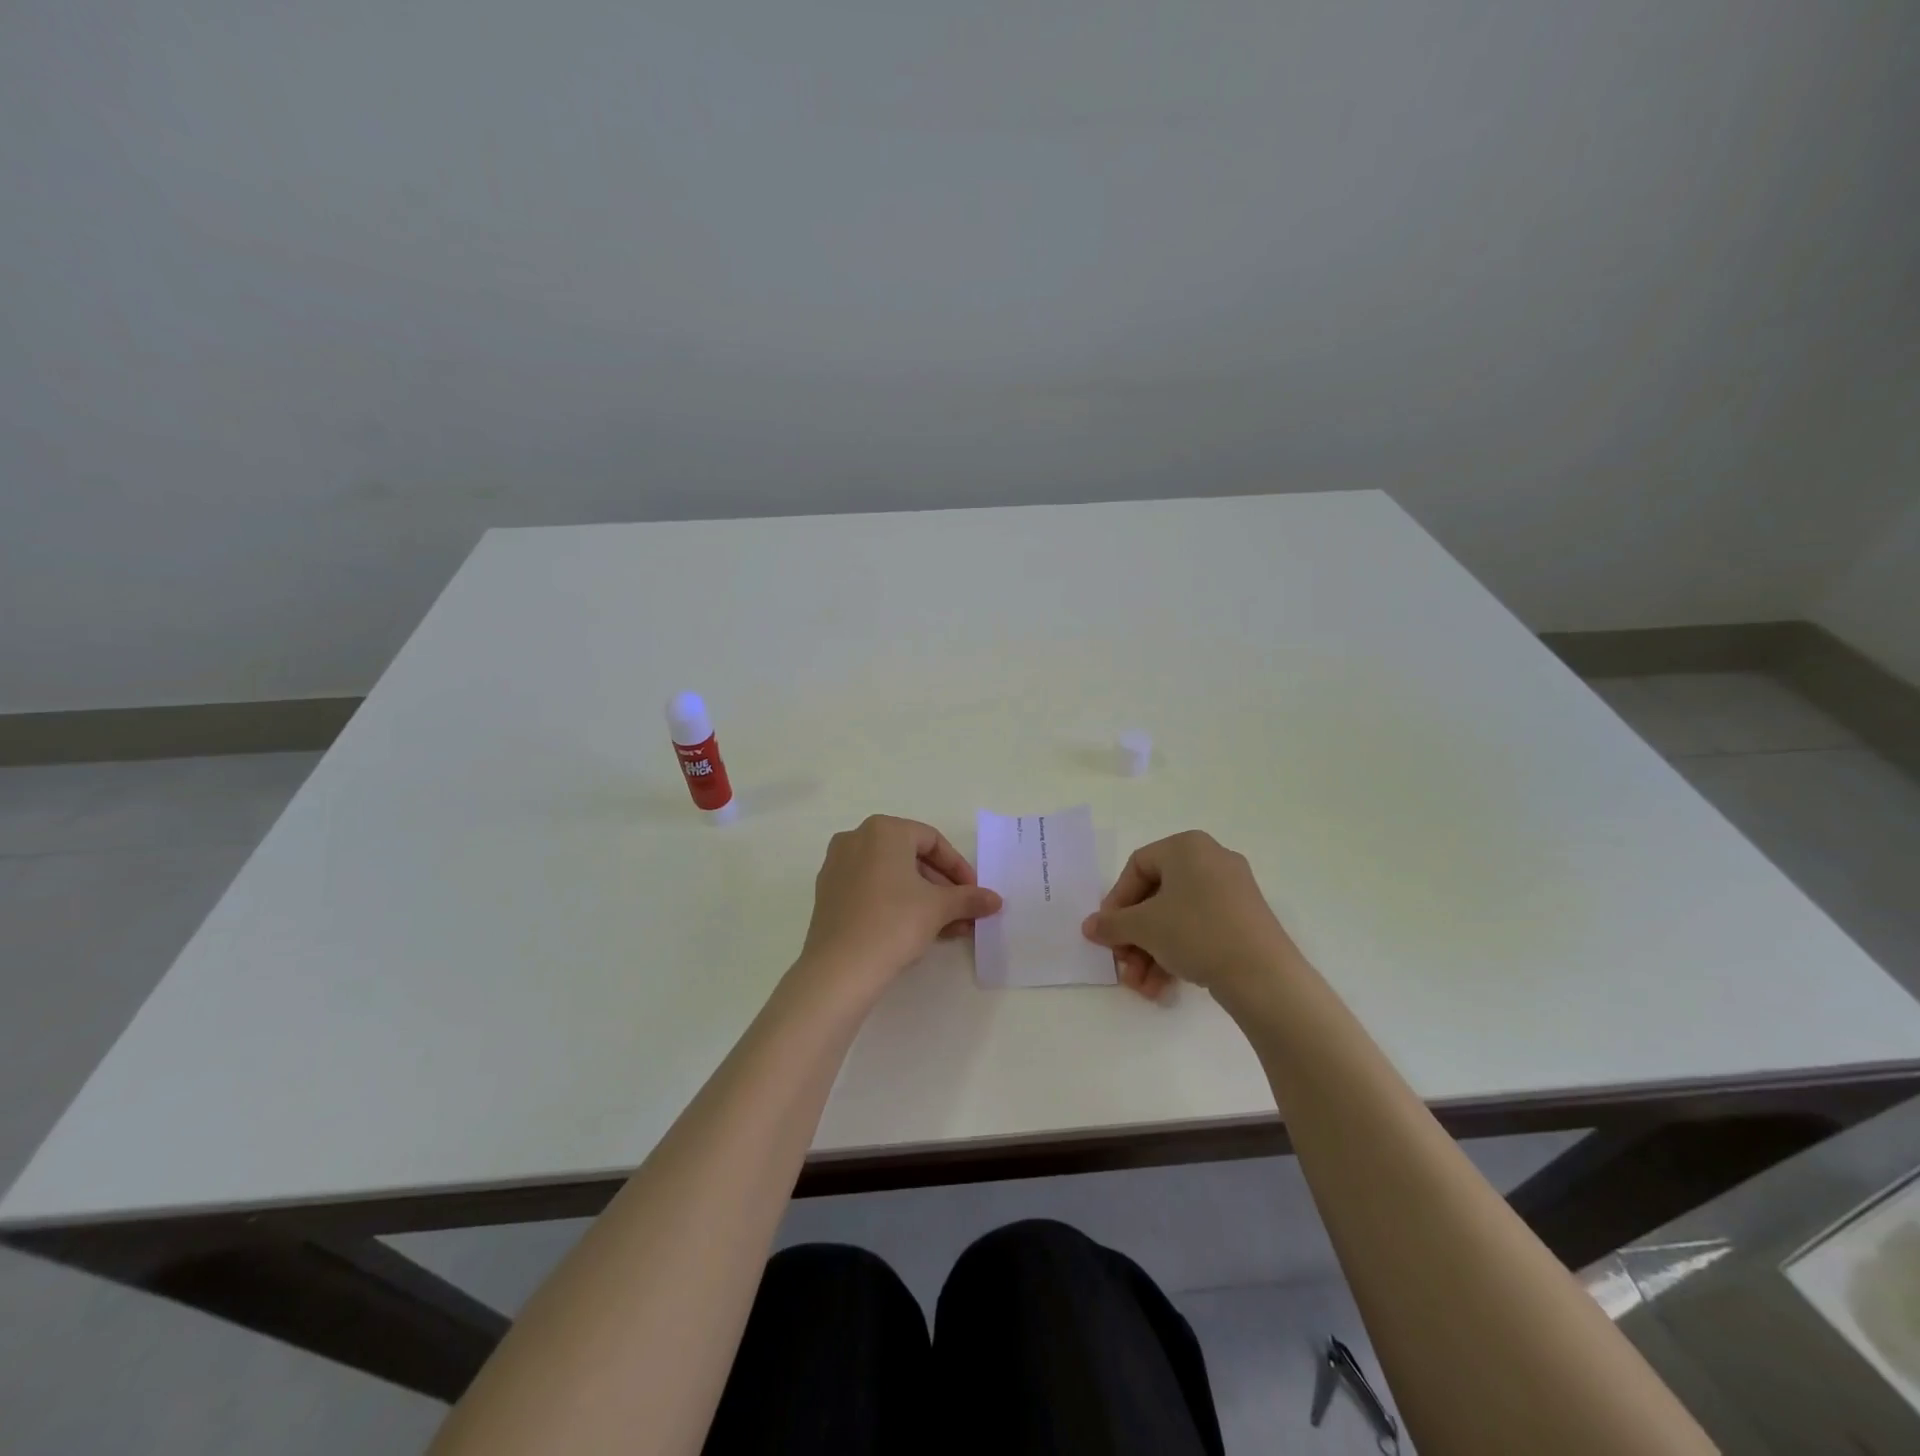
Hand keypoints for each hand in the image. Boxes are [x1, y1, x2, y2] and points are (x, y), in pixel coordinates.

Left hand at [797, 815, 1002, 999]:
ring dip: (923, 899)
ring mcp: (837, 866)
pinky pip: (871, 889)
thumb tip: (995, 899)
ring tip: (947, 928)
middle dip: (942, 887)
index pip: (932, 841)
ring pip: (891, 876)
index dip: (959, 867)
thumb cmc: (894, 923)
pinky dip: (896, 903)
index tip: (974, 893)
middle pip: (911, 857)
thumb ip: (969, 898)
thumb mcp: (939, 908)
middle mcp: (856, 839)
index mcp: (883, 830)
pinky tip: (916, 931)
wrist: (839, 968)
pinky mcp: (828, 894)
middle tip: (963, 913)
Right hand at [1080, 831, 1301, 1003]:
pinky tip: (1163, 987)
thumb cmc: (1196, 932)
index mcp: (1187, 847)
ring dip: (1151, 953)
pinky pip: (1199, 929)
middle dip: (1134, 937)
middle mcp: (1211, 860)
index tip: (1107, 932)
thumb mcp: (1143, 927)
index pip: (1136, 867)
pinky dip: (1177, 954)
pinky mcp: (1244, 920)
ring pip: (1176, 919)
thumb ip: (1111, 924)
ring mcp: (1232, 891)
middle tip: (1123, 965)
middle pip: (1156, 897)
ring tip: (1142, 988)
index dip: (1116, 902)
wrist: (1264, 975)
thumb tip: (1090, 927)